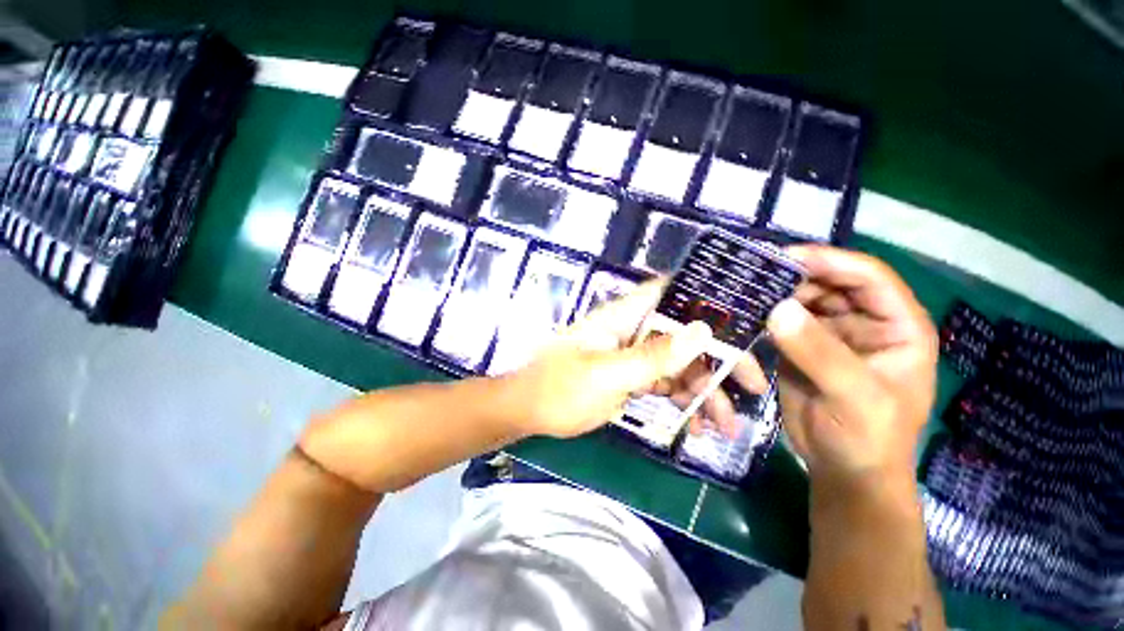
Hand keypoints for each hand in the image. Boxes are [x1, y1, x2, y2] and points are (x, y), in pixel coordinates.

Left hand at [510, 281, 734, 437]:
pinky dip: (682, 401)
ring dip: (704, 391)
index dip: (706, 297)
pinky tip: (695, 425)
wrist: (527, 411)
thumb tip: (703, 331)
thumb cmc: (559, 388)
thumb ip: (653, 356)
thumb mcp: (607, 375)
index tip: (743, 318)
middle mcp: (632, 330)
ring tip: (724, 426)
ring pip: (678, 363)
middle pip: (684, 334)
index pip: (670, 292)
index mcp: (624, 317)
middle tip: (754, 390)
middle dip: (719, 360)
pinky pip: (664, 383)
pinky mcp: (629, 376)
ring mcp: (632, 354)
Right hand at [767, 246, 937, 486]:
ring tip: (745, 292)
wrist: (843, 470)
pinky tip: (745, 313)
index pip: (869, 278)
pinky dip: (765, 315)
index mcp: (898, 327)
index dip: (831, 262)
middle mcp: (865, 323)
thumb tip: (778, 308)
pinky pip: (783, 322)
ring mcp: (831, 335)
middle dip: (796, 277)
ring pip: (803, 300)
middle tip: (755, 276)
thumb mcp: (854, 396)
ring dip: (776, 295)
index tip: (787, 257)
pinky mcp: (802, 348)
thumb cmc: (868, 437)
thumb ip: (819, 352)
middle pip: (831, 284)